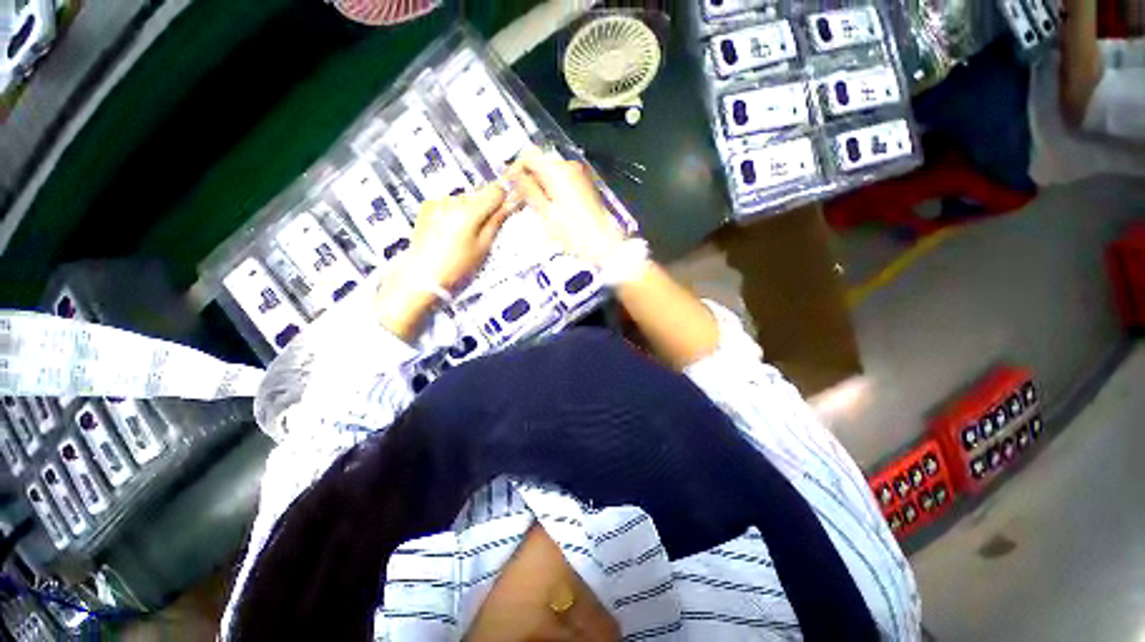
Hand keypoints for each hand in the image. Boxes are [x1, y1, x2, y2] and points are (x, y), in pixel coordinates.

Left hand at [374, 184, 509, 340]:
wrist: (422, 276)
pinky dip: (456, 213)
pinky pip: (450, 203)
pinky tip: (454, 233)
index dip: (505, 199)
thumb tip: (510, 205)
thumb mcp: (483, 247)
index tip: (508, 208)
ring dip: (472, 210)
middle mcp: (452, 200)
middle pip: (480, 193)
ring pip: (465, 198)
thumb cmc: (454, 267)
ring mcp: (437, 202)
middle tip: (488, 230)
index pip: (496, 190)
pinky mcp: (428, 207)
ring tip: (469, 235)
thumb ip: (497, 221)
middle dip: (488, 207)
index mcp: (469, 210)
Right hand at [507, 146, 627, 266]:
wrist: (603, 244)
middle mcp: (570, 168)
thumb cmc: (576, 234)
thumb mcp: (546, 213)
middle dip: (526, 179)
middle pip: (540, 163)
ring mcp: (579, 176)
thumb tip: (513, 174)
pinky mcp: (583, 186)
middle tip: (517, 198)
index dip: (514, 168)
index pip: (529, 156)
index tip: (507, 183)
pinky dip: (550, 189)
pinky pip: (560, 181)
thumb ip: (528, 189)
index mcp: (559, 172)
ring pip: (549, 173)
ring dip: (537, 185)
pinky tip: (547, 207)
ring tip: (531, 206)